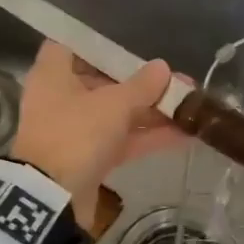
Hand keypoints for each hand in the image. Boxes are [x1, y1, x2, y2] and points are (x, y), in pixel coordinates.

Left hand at [11, 41, 185, 230]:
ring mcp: (75, 131)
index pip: (73, 45)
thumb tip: (163, 67)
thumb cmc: (76, 135)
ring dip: (151, 111)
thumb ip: (142, 85)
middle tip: (178, 80)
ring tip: (192, 106)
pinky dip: (148, 137)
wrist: (52, 201)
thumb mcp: (114, 104)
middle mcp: (61, 98)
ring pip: (116, 114)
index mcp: (53, 74)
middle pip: (103, 81)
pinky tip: (186, 135)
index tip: (132, 42)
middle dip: (142, 82)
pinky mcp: (89, 159)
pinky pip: (121, 140)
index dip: (101, 42)